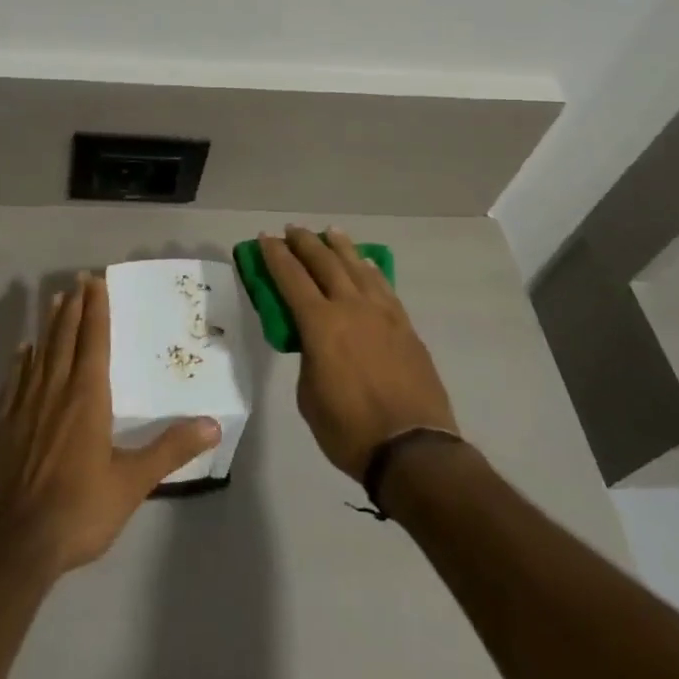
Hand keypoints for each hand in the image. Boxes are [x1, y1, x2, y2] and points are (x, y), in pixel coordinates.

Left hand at [0, 274, 220, 578]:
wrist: (13, 546)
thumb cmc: (79, 510)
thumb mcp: (132, 483)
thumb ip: (171, 450)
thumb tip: (213, 424)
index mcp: (87, 397)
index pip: (94, 341)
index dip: (96, 309)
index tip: (96, 281)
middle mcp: (55, 391)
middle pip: (65, 338)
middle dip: (74, 307)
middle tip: (78, 280)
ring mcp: (24, 407)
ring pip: (40, 353)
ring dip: (49, 325)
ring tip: (54, 300)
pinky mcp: (2, 427)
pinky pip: (14, 381)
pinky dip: (21, 361)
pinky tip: (22, 351)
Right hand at [261, 227, 457, 481]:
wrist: (412, 449)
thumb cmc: (349, 430)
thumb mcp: (309, 396)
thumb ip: (309, 358)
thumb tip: (316, 343)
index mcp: (320, 324)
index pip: (291, 278)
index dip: (275, 255)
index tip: (265, 238)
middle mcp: (351, 307)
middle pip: (324, 262)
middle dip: (304, 243)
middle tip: (292, 230)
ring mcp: (382, 313)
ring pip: (357, 267)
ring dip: (340, 247)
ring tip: (329, 232)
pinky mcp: (404, 325)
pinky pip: (382, 286)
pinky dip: (369, 269)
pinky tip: (365, 263)